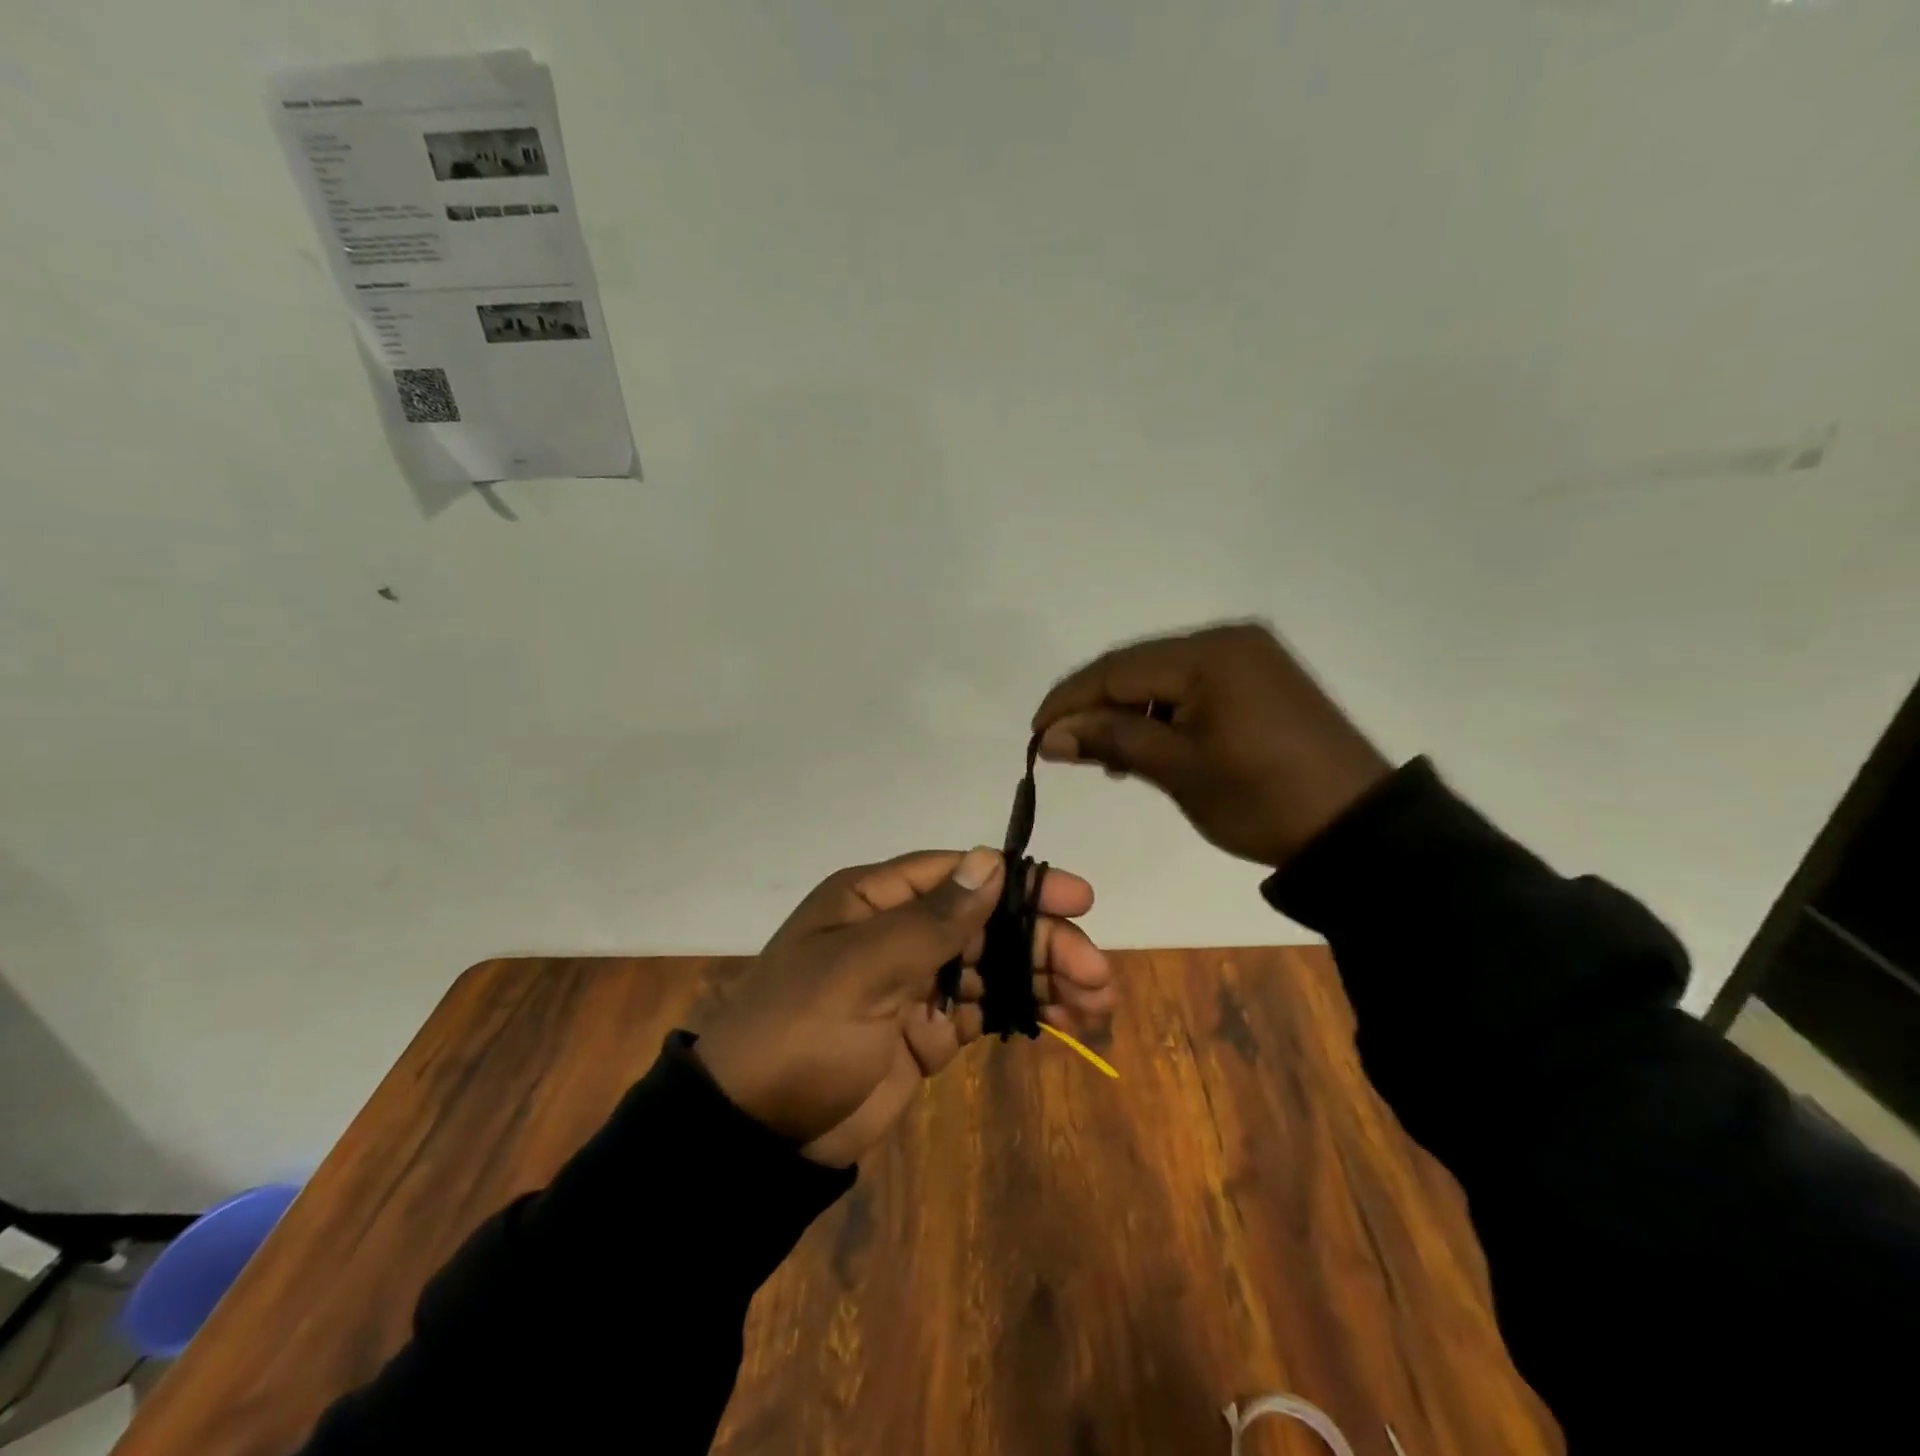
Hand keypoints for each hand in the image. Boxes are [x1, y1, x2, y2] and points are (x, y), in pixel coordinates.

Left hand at [694, 847, 1111, 1167]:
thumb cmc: (801, 1031)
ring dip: (1043, 978)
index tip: (1078, 900)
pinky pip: (984, 1010)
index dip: (1020, 884)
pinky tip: (1066, 1022)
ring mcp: (915, 984)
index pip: (960, 876)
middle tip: (1097, 971)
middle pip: (986, 924)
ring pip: (992, 967)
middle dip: (1042, 943)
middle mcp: (899, 932)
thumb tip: (988, 860)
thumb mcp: (861, 968)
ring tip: (1098, 1001)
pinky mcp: (926, 1032)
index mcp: (875, 900)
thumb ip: (930, 919)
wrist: (756, 1134)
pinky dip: (1023, 1012)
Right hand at [1032, 622, 1391, 868]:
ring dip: (1128, 711)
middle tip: (1061, 747)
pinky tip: (1147, 745)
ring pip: (1163, 678)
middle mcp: (1229, 641)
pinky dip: (1163, 714)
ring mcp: (1249, 658)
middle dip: (1095, 705)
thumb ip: (1111, 741)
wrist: (1358, 829)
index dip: (1069, 699)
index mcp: (1210, 654)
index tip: (1035, 734)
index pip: (1117, 668)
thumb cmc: (1262, 799)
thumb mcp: (1179, 771)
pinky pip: (1194, 688)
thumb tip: (1050, 736)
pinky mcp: (1262, 681)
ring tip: (1103, 755)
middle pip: (1138, 667)